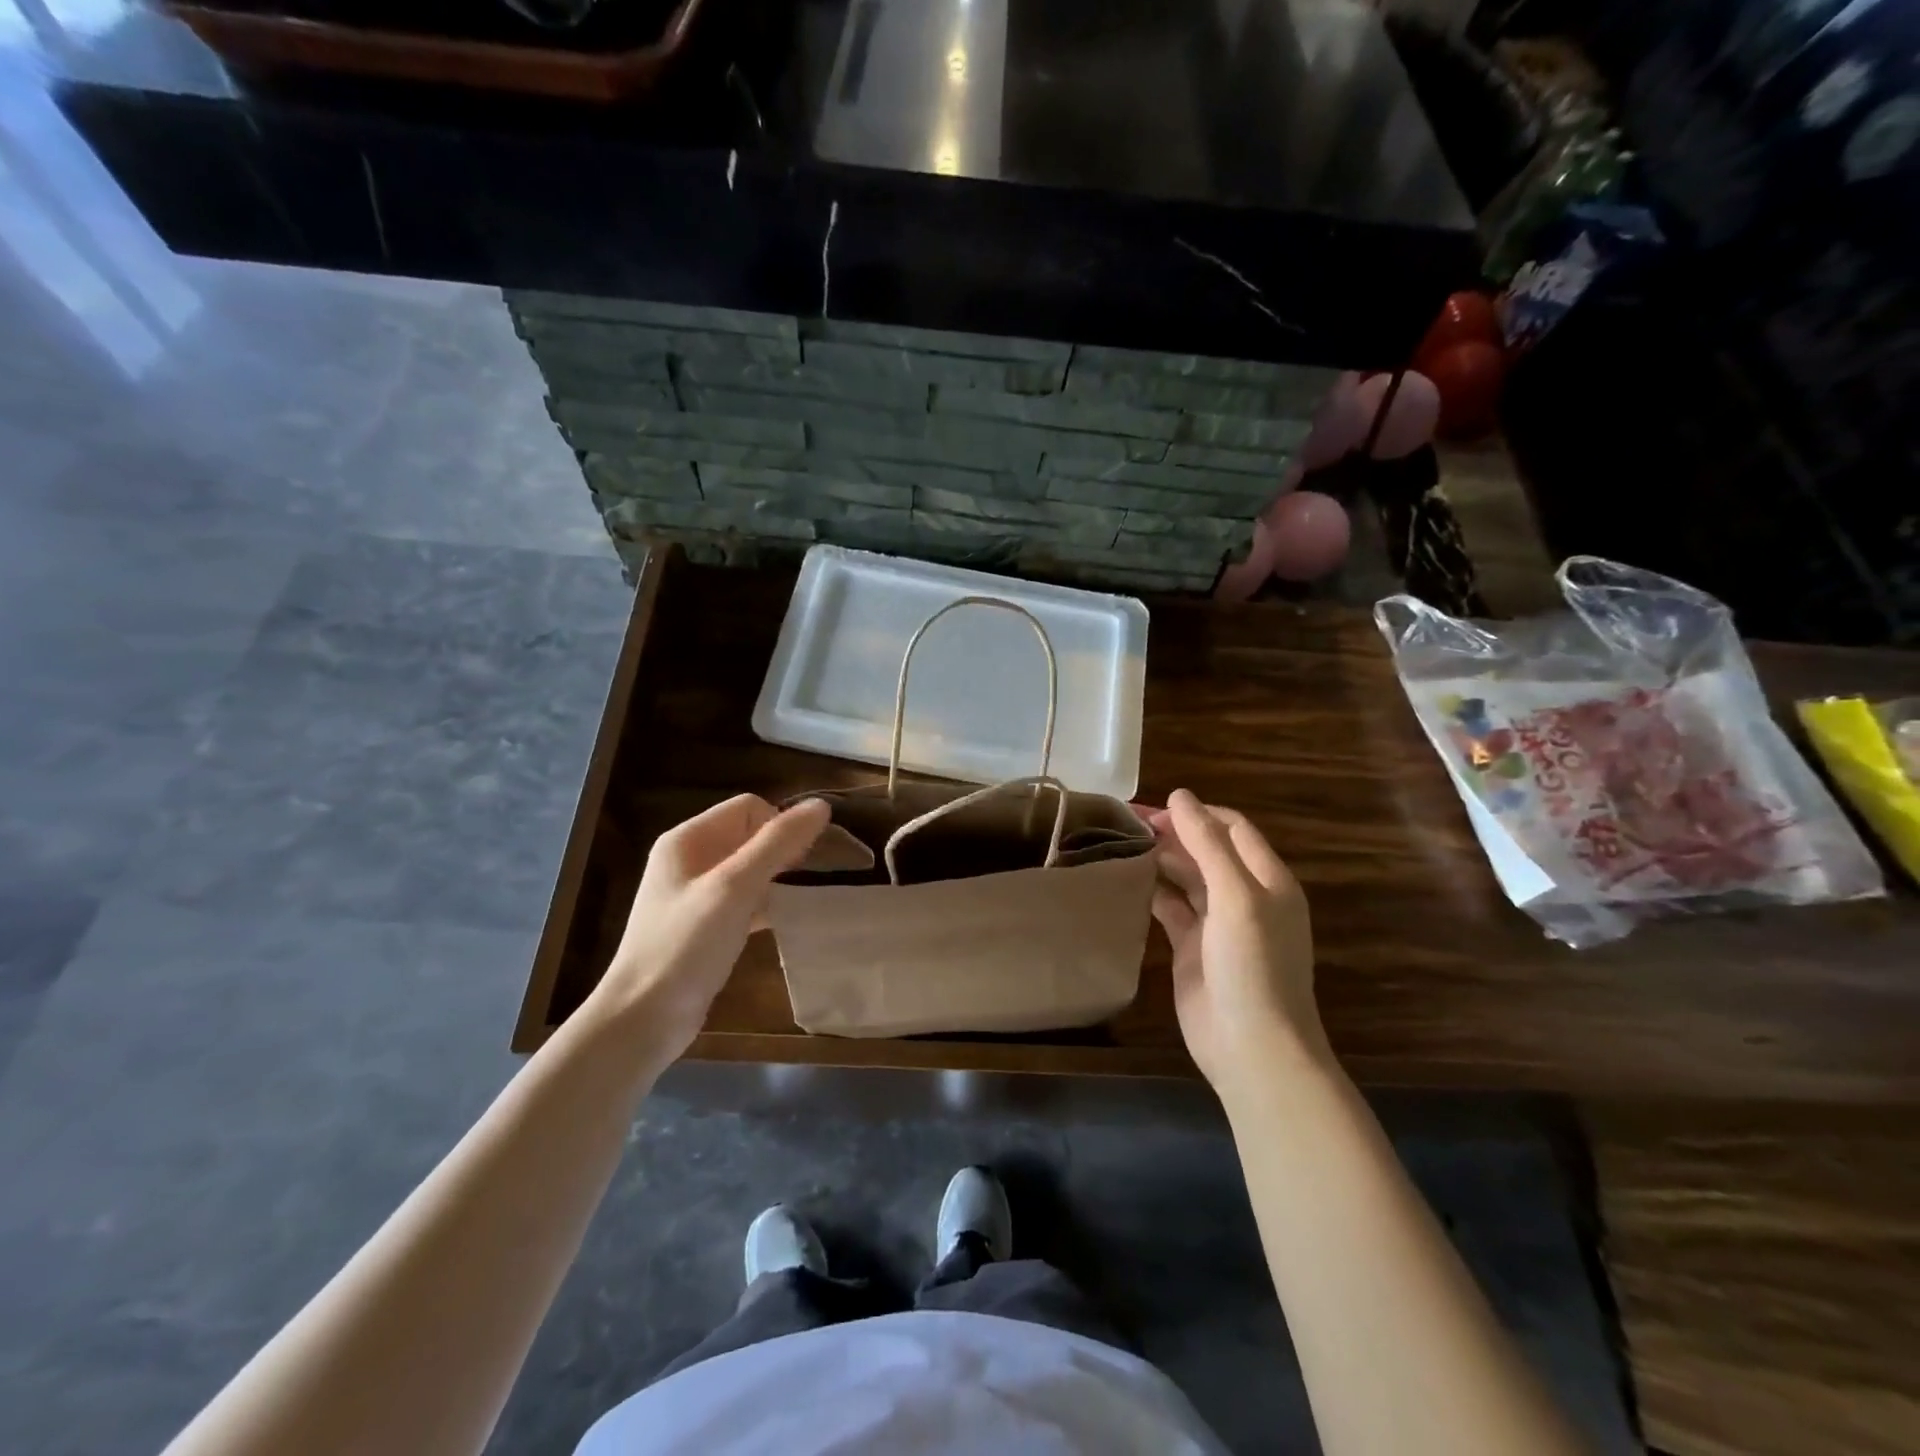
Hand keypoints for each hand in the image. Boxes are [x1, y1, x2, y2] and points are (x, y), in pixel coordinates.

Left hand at [586, 794, 829, 1060]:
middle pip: (751, 835)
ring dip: (779, 878)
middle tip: (808, 879)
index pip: (749, 807)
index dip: (780, 825)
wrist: (643, 1019)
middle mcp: (690, 859)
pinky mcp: (705, 925)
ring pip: (751, 869)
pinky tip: (787, 922)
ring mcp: (696, 894)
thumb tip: (822, 806)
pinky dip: (768, 905)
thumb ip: (778, 843)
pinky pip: (745, 900)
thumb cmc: (686, 945)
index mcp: (688, 839)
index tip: (801, 861)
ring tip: (804, 899)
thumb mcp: (735, 888)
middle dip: (784, 850)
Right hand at [1148, 790, 1326, 1095]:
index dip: (1196, 813)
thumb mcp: (1236, 897)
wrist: (1251, 1047)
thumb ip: (1208, 844)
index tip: (1153, 808)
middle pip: (1207, 850)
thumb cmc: (1252, 965)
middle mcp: (1244, 896)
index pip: (1232, 828)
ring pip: (1187, 878)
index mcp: (1267, 879)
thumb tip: (1180, 796)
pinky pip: (1171, 908)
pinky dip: (1151, 892)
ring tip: (1120, 845)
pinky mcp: (1192, 947)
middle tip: (1125, 824)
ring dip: (1160, 860)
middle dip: (1173, 834)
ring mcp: (1218, 923)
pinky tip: (1125, 880)